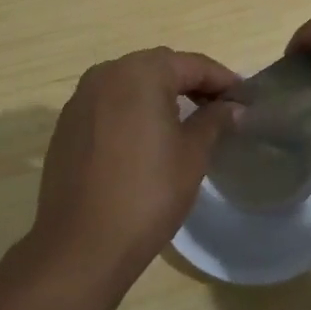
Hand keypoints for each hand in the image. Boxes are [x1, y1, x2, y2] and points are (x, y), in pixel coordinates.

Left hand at [31, 48, 238, 282]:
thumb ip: (213, 121)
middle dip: (190, 82)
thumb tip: (232, 107)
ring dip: (159, 94)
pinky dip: (131, 110)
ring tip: (185, 120)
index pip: (192, 64)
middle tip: (218, 107)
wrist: (81, 245)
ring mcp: (81, 98)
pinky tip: (145, 137)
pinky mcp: (67, 124)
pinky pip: (108, 104)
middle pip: (159, 67)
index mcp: (141, 72)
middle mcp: (107, 73)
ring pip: (130, 83)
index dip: (221, 79)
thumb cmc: (147, 194)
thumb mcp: (192, 155)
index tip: (243, 97)